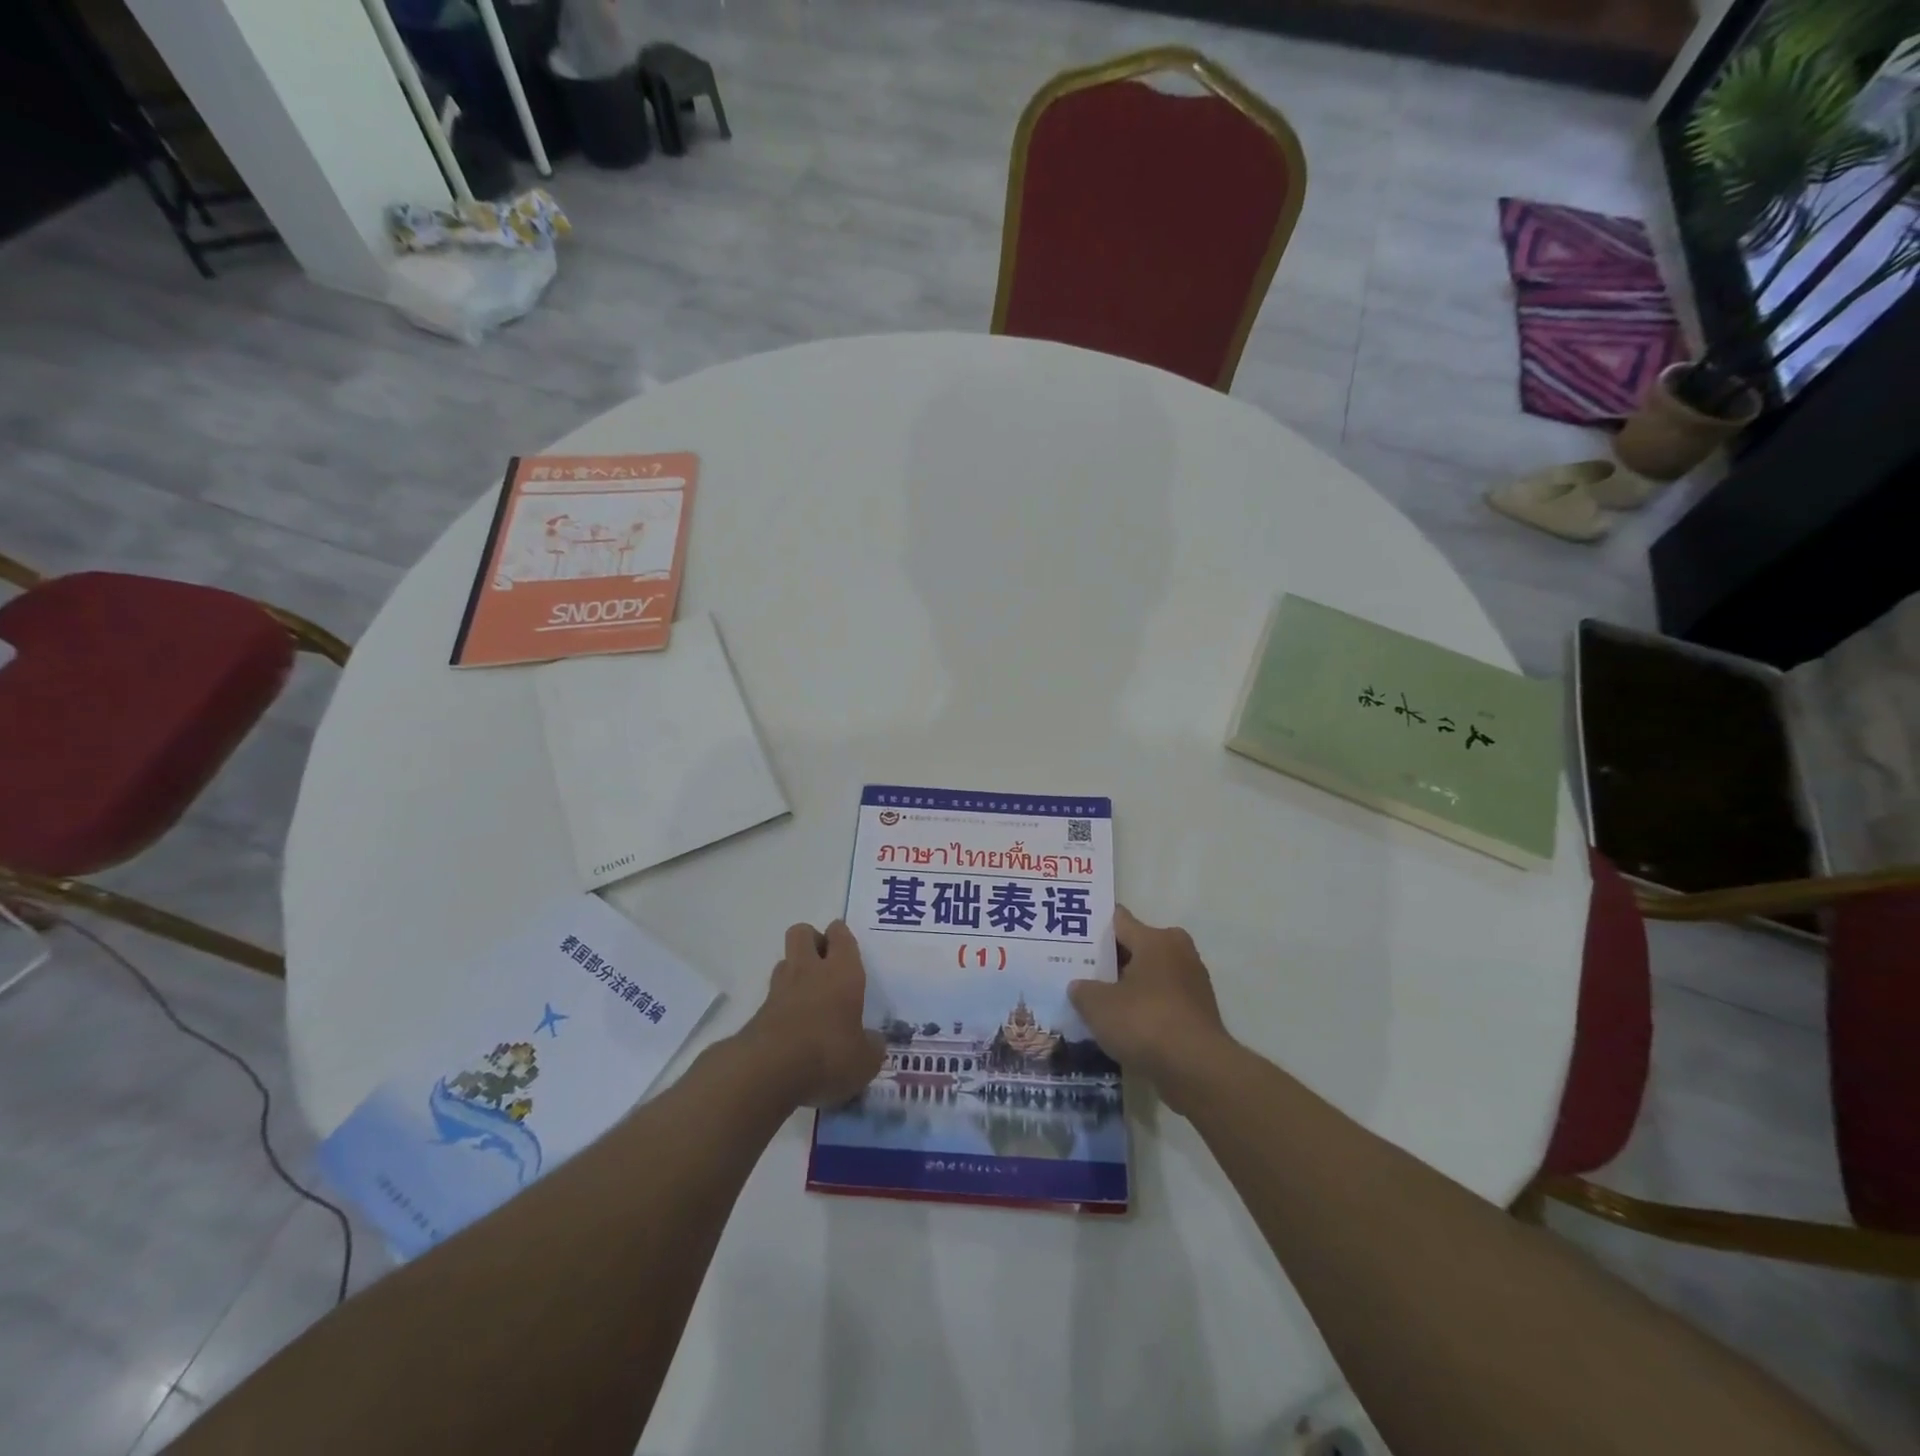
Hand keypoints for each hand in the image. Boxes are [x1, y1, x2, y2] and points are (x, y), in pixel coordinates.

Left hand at [739, 921, 883, 1107]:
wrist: (768, 1072)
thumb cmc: (828, 1055)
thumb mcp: (864, 1060)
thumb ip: (872, 1046)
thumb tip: (873, 1041)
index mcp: (842, 972)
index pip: (840, 935)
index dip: (841, 935)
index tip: (845, 945)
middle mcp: (810, 971)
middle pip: (802, 932)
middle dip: (812, 940)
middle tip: (826, 963)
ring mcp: (780, 989)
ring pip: (785, 961)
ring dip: (795, 970)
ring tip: (809, 996)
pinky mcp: (759, 1012)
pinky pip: (773, 995)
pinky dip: (782, 1003)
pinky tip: (793, 1026)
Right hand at [1068, 906, 1230, 1112]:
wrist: (1197, 1070)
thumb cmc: (1145, 1022)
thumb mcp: (1098, 1006)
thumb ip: (1082, 990)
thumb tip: (1079, 987)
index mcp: (1156, 939)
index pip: (1119, 920)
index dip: (1094, 928)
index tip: (1072, 937)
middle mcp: (1179, 952)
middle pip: (1136, 948)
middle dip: (1110, 960)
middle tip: (1080, 972)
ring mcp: (1193, 984)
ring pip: (1150, 977)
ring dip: (1128, 987)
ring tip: (1097, 1002)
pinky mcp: (1199, 1014)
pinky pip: (1162, 1002)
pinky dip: (1145, 1010)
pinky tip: (1122, 1026)